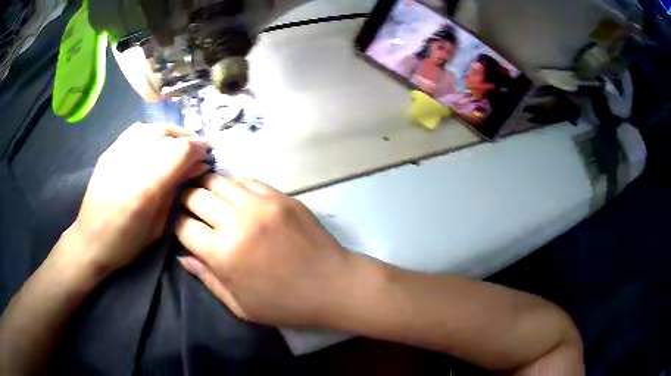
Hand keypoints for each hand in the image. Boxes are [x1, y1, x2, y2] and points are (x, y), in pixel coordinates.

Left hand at [65, 123, 210, 276]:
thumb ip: (175, 191)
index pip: (180, 151)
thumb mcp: (158, 226)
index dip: (198, 148)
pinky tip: (157, 141)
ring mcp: (117, 153)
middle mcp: (131, 163)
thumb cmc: (126, 243)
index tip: (208, 154)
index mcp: (146, 188)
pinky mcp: (109, 151)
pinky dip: (153, 132)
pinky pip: (136, 130)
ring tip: (179, 142)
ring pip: (152, 127)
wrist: (90, 240)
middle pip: (168, 135)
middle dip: (188, 139)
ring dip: (171, 132)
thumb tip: (195, 167)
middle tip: (197, 150)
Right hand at [175, 174, 350, 326]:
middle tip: (189, 208)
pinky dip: (234, 184)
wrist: (333, 286)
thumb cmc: (285, 304)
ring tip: (206, 194)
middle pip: (196, 196)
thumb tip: (182, 256)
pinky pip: (247, 180)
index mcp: (222, 253)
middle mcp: (236, 221)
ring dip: (207, 186)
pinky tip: (234, 193)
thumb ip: (207, 278)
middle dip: (187, 201)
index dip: (177, 225)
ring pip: (219, 180)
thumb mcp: (239, 305)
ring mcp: (260, 204)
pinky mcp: (280, 196)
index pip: (184, 227)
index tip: (180, 228)